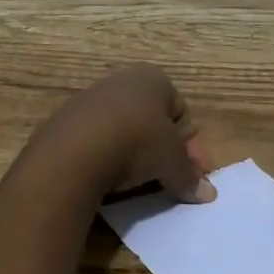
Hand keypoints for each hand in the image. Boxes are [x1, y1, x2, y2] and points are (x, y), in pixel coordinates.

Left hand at [38, 64, 215, 202]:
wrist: (75, 151)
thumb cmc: (137, 143)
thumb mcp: (172, 162)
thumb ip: (190, 176)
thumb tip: (208, 194)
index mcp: (153, 79)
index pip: (181, 110)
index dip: (189, 143)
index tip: (188, 171)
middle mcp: (122, 81)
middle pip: (151, 120)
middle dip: (161, 149)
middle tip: (165, 179)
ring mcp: (90, 99)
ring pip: (122, 130)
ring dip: (132, 154)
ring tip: (134, 182)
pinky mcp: (66, 122)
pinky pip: (96, 141)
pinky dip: (105, 158)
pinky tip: (106, 178)